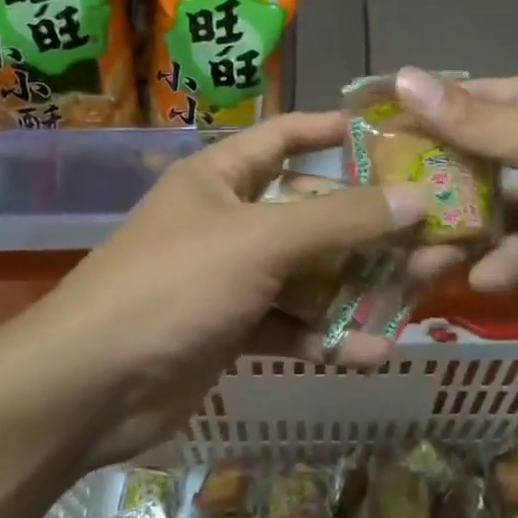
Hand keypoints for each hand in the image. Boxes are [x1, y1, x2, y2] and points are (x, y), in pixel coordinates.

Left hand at [43, 111, 423, 465]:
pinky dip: (324, 333)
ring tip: (417, 293)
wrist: (89, 387)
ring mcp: (228, 276)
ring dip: (355, 285)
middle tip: (428, 231)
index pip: (285, 135)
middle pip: (308, 210)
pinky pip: (289, 321)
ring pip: (306, 271)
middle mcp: (227, 218)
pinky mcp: (230, 328)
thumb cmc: (175, 285)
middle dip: (365, 224)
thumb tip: (415, 198)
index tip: (391, 135)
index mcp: (221, 176)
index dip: (333, 130)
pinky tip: (369, 352)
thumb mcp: (261, 242)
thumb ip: (339, 220)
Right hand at [395, 66, 517, 329]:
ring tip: (411, 263)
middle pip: (476, 162)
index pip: (469, 102)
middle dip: (432, 189)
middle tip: (379, 216)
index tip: (366, 143)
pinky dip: (504, 265)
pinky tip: (477, 282)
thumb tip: (403, 78)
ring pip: (497, 212)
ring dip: (459, 235)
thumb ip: (479, 123)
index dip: (419, 118)